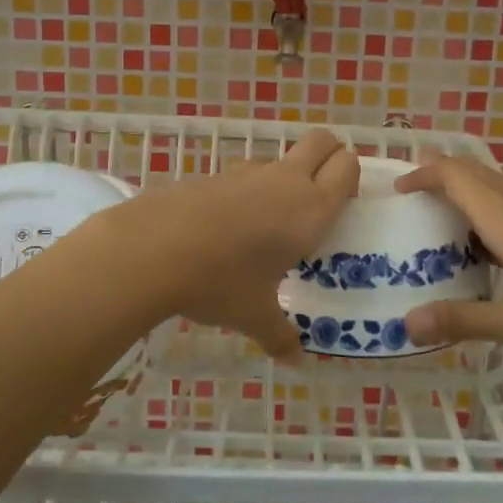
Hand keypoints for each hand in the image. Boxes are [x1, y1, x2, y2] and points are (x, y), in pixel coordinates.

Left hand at [110, 129, 359, 361]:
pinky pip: (243, 176)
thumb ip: (280, 336)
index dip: (350, 178)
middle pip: (322, 141)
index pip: (347, 166)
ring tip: (268, 224)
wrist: (152, 249)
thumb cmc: (221, 282)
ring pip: (278, 160)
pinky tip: (226, 229)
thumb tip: (295, 360)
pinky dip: (246, 192)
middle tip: (320, 195)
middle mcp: (285, 180)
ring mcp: (246, 172)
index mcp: (310, 208)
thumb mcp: (255, 316)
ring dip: (283, 179)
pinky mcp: (213, 174)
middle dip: (329, 156)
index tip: (342, 206)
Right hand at [393, 152, 502, 351]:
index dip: (422, 174)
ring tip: (447, 228)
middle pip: (474, 172)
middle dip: (440, 176)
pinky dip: (492, 213)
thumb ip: (462, 321)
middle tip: (415, 200)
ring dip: (467, 195)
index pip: (453, 175)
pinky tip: (496, 252)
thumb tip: (407, 325)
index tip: (398, 189)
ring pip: (497, 187)